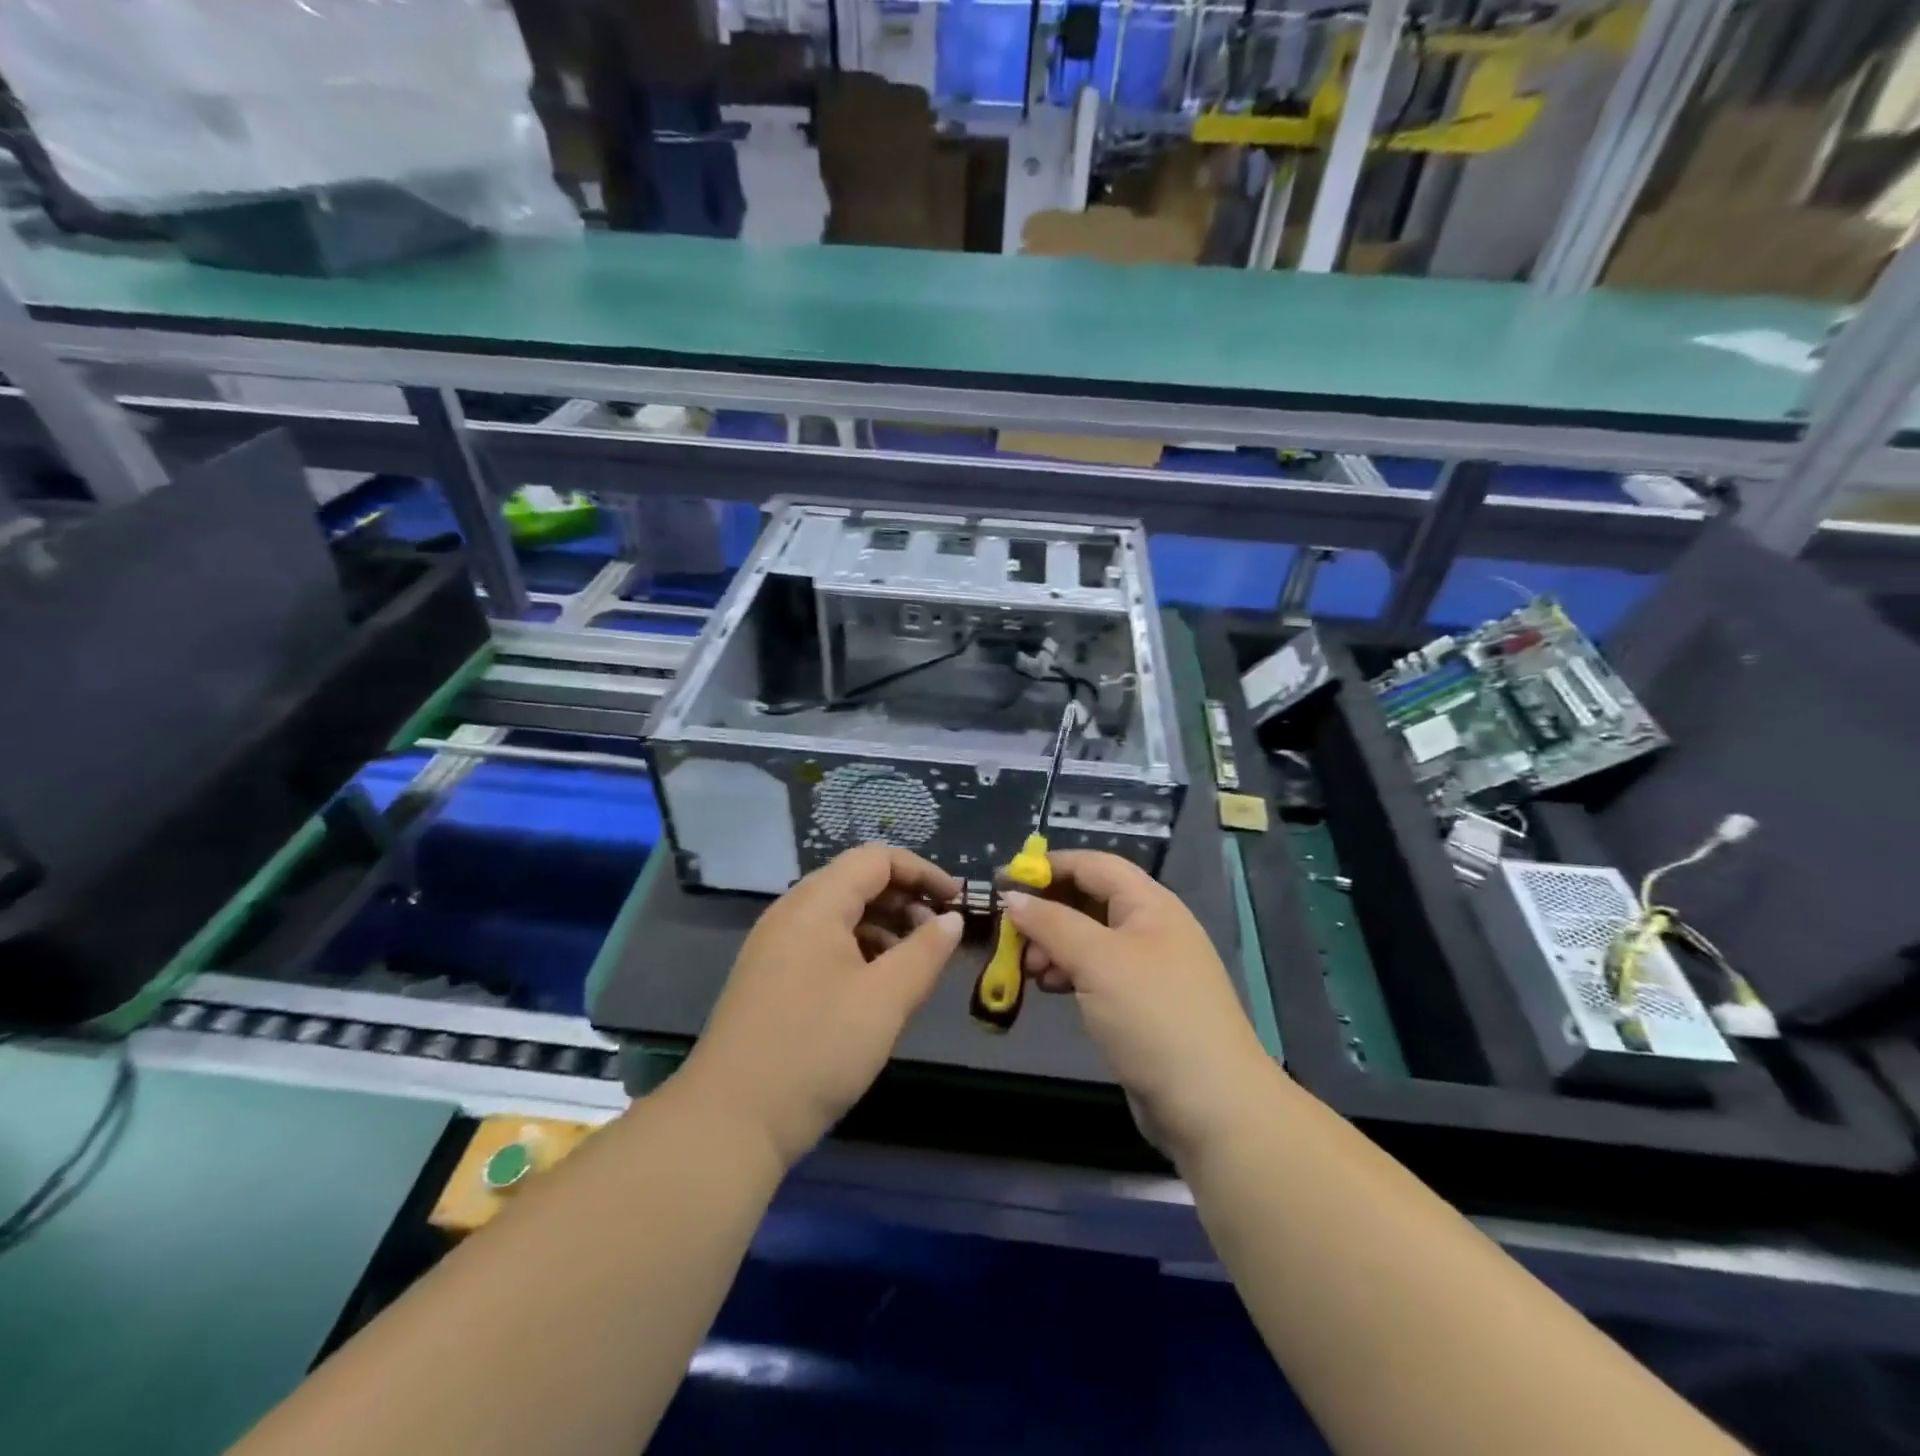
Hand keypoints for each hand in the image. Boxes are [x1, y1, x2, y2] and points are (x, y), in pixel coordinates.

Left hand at [679, 844, 963, 1167]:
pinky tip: (878, 985)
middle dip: (905, 898)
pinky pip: (823, 943)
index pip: (876, 859)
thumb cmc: (817, 1050)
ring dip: (884, 925)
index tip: (958, 900)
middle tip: (942, 932)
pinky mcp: (770, 978)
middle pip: (856, 882)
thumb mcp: (886, 1000)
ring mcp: (775, 946)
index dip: (922, 872)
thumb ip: (925, 952)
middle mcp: (791, 913)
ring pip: (840, 915)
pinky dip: (859, 949)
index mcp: (815, 904)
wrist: (730, 1122)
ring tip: (916, 961)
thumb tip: (952, 919)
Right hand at [1004, 851, 1274, 1161]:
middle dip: (1047, 910)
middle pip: (1089, 900)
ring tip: (1027, 967)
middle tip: (1011, 933)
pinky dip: (1069, 972)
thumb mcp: (1097, 961)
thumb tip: (1012, 896)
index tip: (1004, 880)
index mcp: (1149, 904)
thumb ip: (1051, 923)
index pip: (1092, 865)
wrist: (1211, 1104)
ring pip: (1089, 938)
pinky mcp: (1141, 1004)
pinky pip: (1096, 972)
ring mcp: (1148, 967)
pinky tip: (1049, 987)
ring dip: (1054, 945)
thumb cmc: (1153, 1015)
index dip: (1048, 866)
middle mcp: (1150, 927)